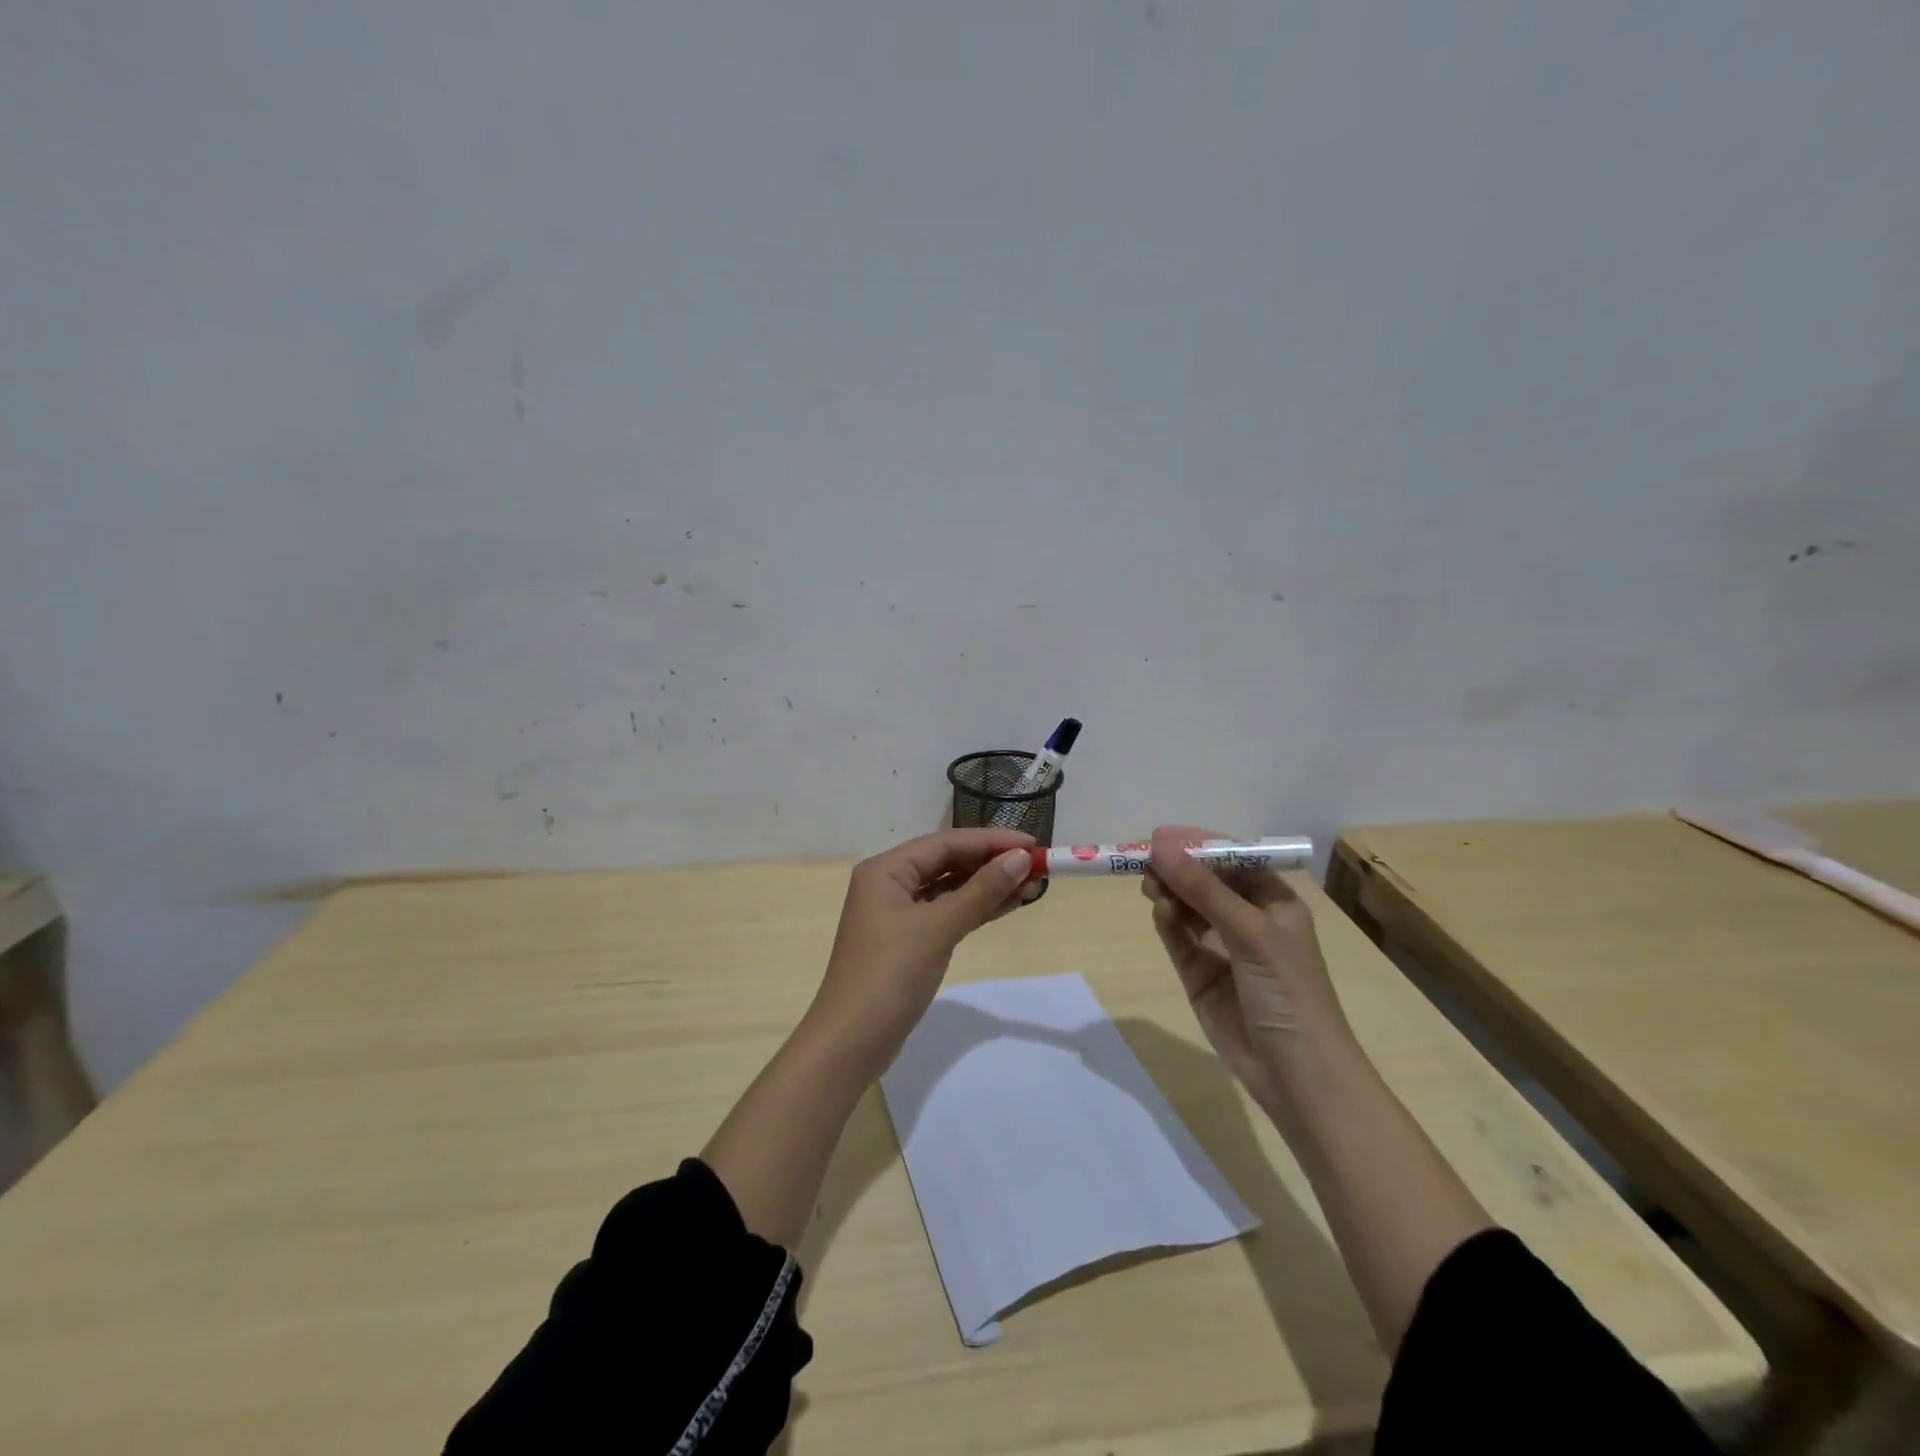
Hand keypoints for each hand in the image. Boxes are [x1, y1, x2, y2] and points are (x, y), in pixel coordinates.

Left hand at [805, 828, 1035, 1076]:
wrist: (851, 1042)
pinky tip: (1007, 905)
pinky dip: (976, 909)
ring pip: (950, 889)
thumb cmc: (890, 975)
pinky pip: (947, 913)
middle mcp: (889, 884)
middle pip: (947, 862)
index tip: (1033, 843)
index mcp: (886, 870)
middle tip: (1037, 867)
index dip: (990, 841)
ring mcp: (898, 914)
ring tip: (1032, 886)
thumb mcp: (938, 928)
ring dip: (988, 887)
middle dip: (992, 863)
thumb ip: (981, 891)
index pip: (945, 842)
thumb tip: (1021, 858)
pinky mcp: (908, 941)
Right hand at [1142, 825, 1352, 1109]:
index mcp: (1274, 903)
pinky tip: (1159, 910)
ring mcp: (1223, 949)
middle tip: (1144, 859)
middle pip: (1206, 882)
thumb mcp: (1250, 932)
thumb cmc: (1288, 991)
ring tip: (1148, 883)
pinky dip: (1168, 922)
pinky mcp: (1200, 976)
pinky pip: (1179, 938)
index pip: (1233, 861)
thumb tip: (1159, 845)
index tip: (1162, 836)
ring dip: (1170, 892)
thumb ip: (1202, 889)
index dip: (1199, 845)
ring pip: (1188, 908)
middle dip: (1179, 868)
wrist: (1296, 1074)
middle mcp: (1248, 920)